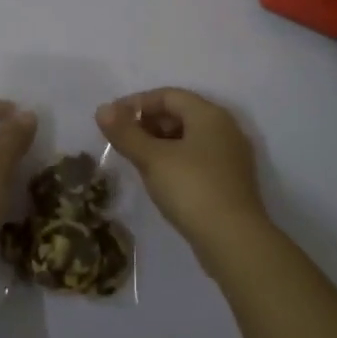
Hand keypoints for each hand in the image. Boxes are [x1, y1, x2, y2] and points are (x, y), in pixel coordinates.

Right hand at [96, 87, 269, 253]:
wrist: (234, 241)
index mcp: (209, 114)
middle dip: (148, 123)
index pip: (168, 95)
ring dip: (160, 143)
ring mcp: (231, 156)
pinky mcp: (230, 181)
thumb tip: (102, 109)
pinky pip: (197, 158)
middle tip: (122, 140)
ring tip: (136, 159)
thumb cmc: (192, 189)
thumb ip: (126, 133)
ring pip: (189, 137)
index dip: (137, 103)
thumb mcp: (152, 159)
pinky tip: (159, 178)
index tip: (112, 120)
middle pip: (180, 113)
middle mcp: (225, 128)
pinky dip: (175, 160)